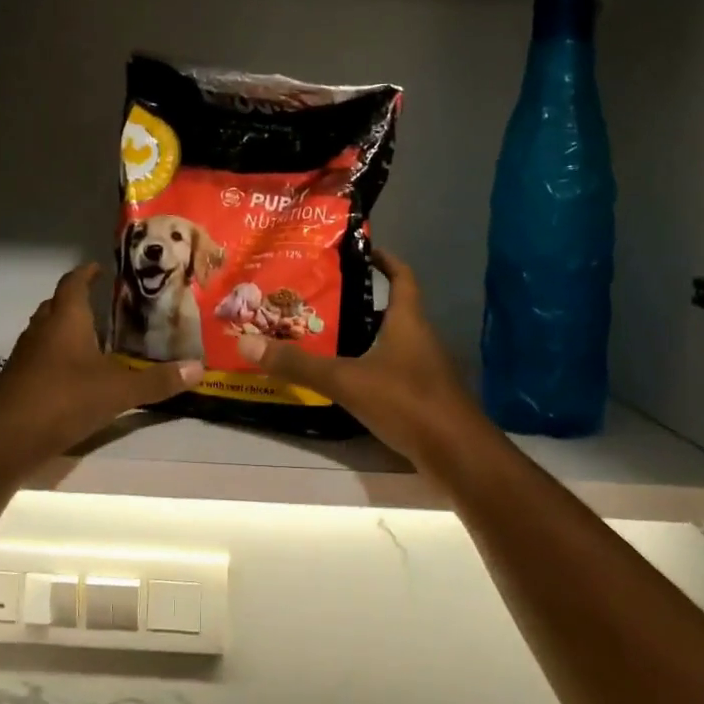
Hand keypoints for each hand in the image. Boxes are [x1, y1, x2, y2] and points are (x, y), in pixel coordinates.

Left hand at [0, 264, 202, 459]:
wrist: (6, 439)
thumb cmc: (64, 399)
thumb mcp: (118, 391)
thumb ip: (157, 381)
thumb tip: (199, 369)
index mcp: (66, 320)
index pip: (74, 283)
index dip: (86, 273)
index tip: (100, 267)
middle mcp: (42, 331)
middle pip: (57, 305)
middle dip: (77, 301)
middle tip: (104, 304)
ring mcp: (26, 357)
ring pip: (46, 332)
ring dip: (66, 330)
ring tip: (94, 338)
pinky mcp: (18, 382)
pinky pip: (40, 358)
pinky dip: (58, 358)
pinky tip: (76, 375)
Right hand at [237, 248, 486, 467]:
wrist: (456, 453)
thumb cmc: (406, 401)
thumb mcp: (346, 379)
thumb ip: (298, 364)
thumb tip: (247, 343)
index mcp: (409, 321)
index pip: (402, 276)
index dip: (385, 260)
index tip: (360, 250)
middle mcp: (421, 339)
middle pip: (392, 310)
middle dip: (360, 302)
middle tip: (321, 299)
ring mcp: (426, 370)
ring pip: (391, 343)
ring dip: (364, 337)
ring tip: (324, 337)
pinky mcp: (423, 398)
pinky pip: (393, 372)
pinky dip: (371, 369)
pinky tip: (346, 382)